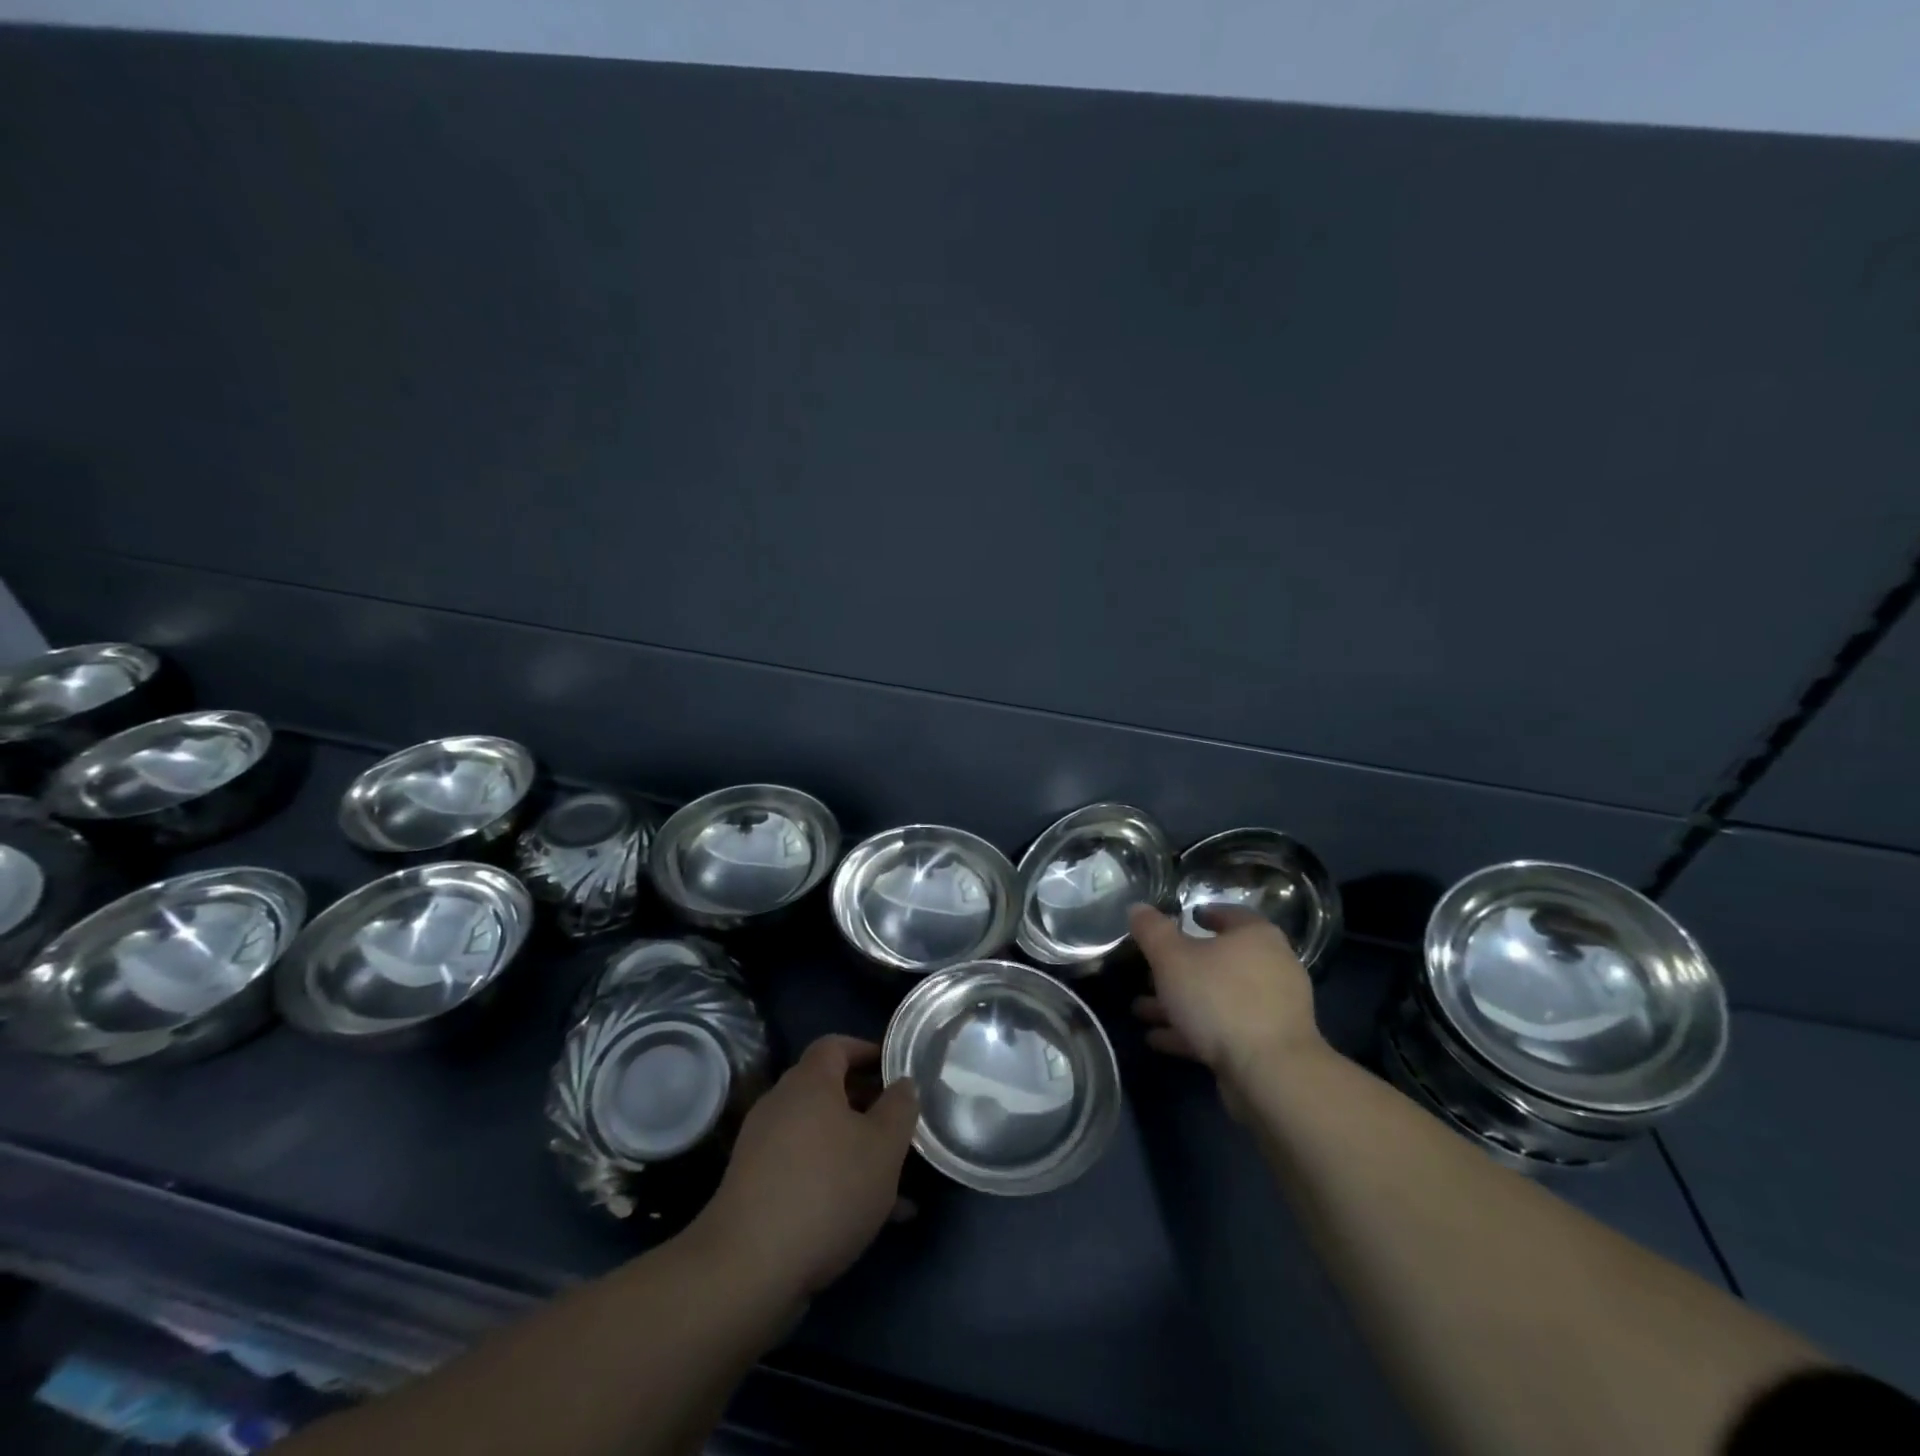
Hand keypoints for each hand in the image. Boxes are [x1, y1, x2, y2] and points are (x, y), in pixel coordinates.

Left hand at [693, 1035, 917, 1300]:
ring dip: (857, 1151)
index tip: (896, 1069)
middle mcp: (781, 1105)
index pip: (836, 1045)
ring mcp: (764, 1148)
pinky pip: (807, 1171)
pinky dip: (837, 1182)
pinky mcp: (756, 1189)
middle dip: (868, 1106)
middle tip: (901, 1126)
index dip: (868, 1051)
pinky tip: (872, 1219)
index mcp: (809, 1082)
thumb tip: (903, 1083)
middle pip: (829, 1091)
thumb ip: (900, 1108)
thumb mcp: (884, 1147)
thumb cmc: (827, 1190)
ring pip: (822, 1137)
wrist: (749, 1269)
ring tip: (899, 1183)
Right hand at [1130, 904, 1323, 1091]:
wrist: (1270, 1073)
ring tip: (1141, 1012)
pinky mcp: (1267, 1044)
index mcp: (1256, 936)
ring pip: (1217, 998)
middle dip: (1178, 969)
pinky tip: (1159, 1040)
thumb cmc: (1220, 999)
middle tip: (1146, 974)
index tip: (1176, 922)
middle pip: (1217, 960)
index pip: (1228, 914)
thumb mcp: (1172, 958)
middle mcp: (1271, 966)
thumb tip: (1138, 908)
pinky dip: (1193, 1031)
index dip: (1201, 915)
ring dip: (1180, 1003)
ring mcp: (1271, 1008)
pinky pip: (1224, 1029)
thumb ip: (1152, 930)